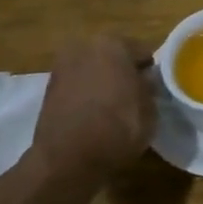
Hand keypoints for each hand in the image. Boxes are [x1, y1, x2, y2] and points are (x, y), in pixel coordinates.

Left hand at [29, 36, 154, 177]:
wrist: (67, 160)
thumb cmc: (118, 127)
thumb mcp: (150, 107)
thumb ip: (149, 86)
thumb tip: (144, 80)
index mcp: (113, 44)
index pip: (143, 52)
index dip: (150, 71)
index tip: (155, 89)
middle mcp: (84, 47)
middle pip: (114, 56)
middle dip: (124, 72)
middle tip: (134, 96)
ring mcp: (62, 67)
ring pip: (94, 70)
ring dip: (103, 82)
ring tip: (113, 108)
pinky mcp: (48, 89)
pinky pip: (78, 86)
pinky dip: (86, 95)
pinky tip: (94, 115)